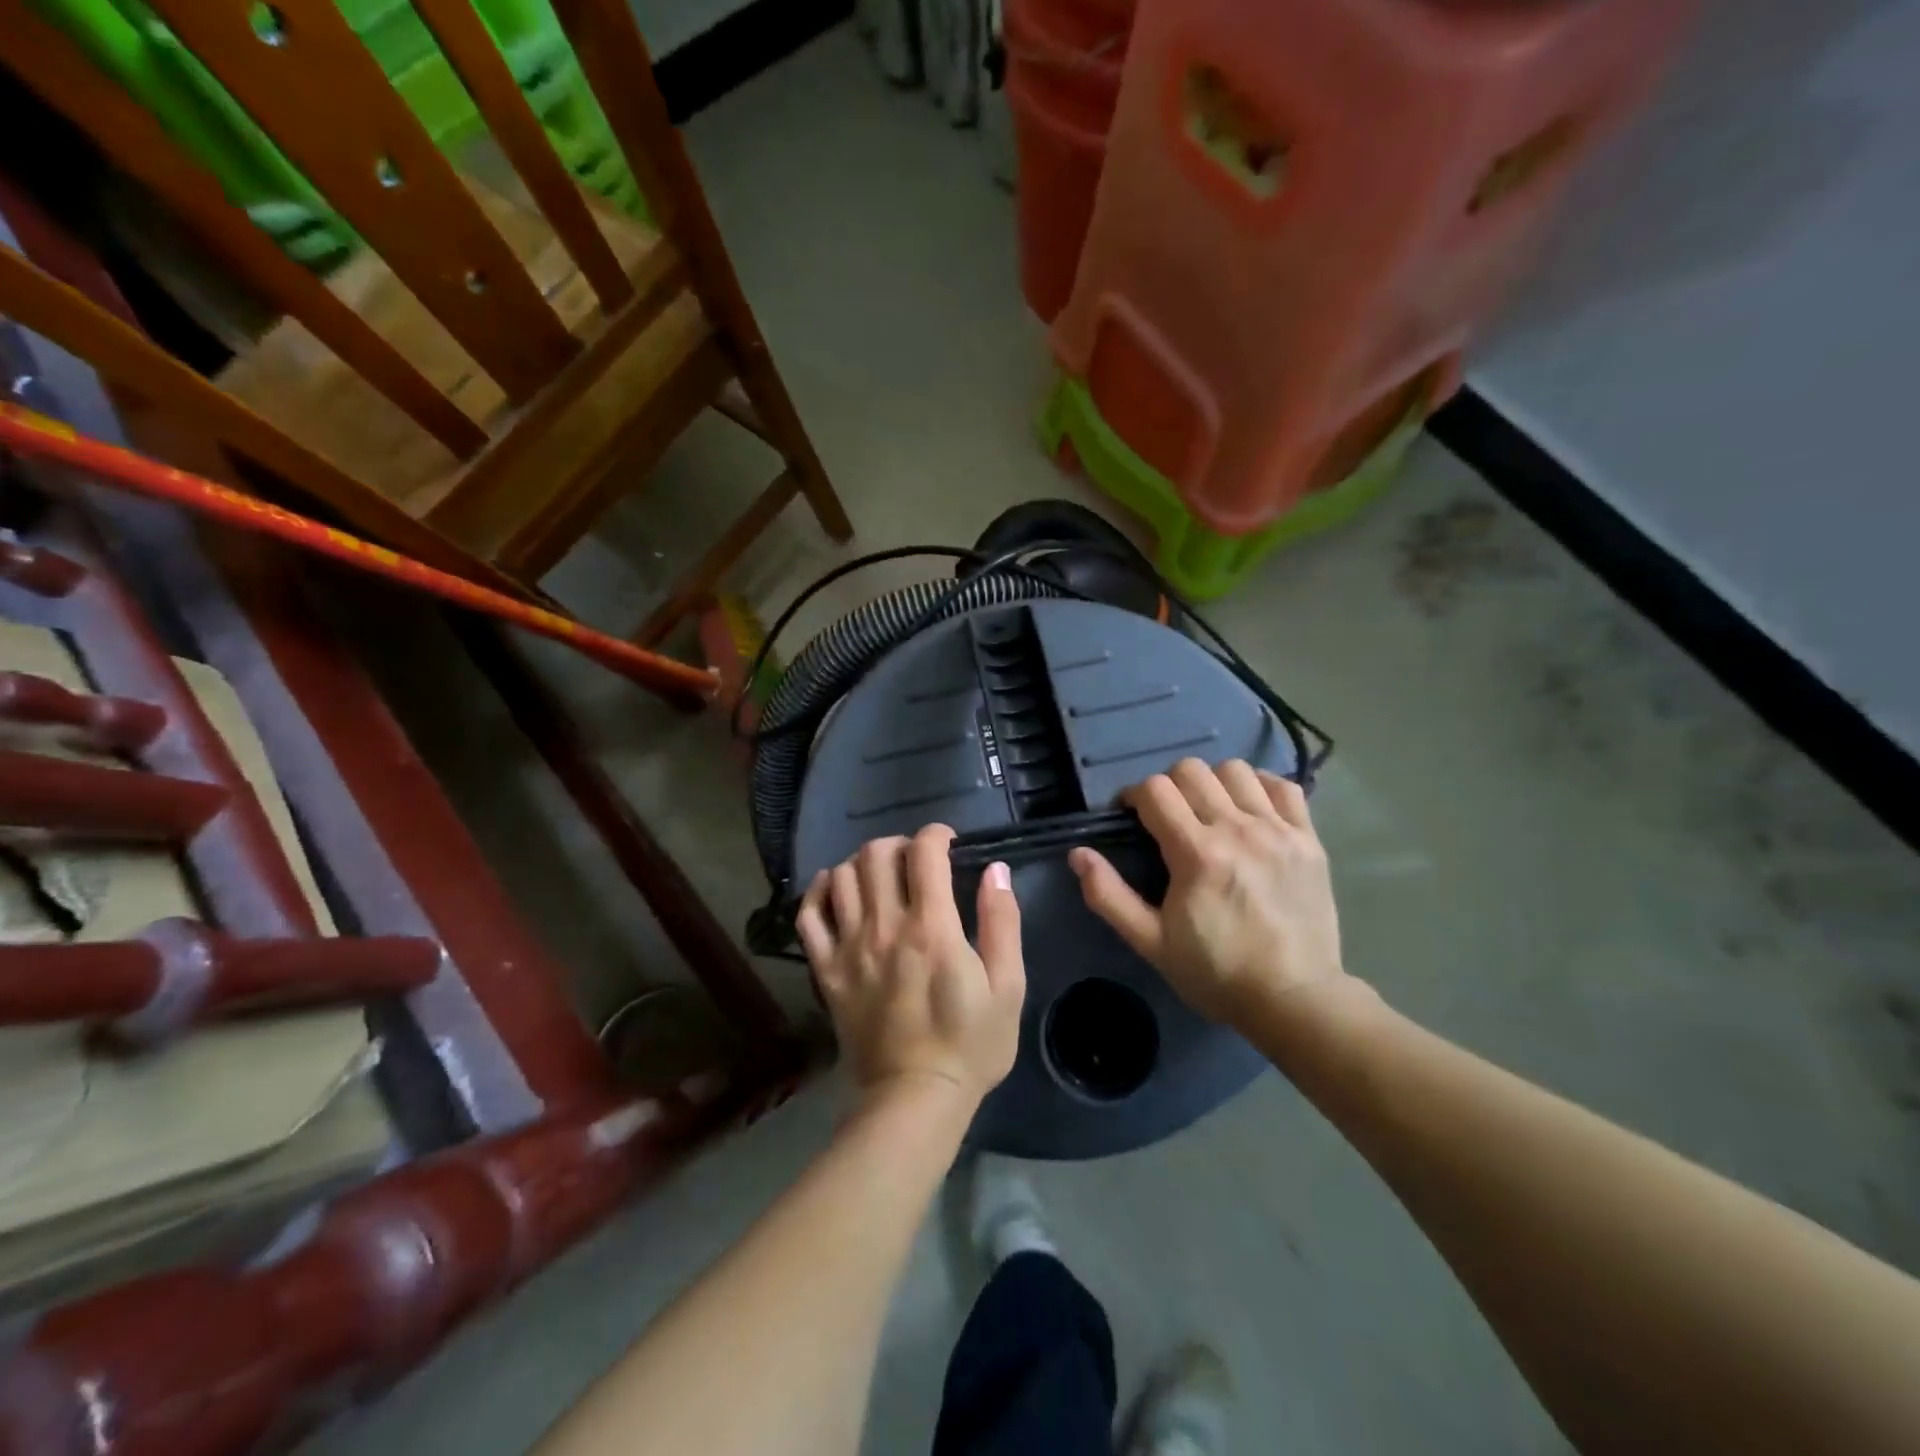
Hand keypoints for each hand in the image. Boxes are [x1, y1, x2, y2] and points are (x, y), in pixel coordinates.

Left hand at [797, 824, 1025, 1112]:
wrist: (914, 1099)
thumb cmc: (970, 1044)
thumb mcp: (1007, 986)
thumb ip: (1002, 922)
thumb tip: (995, 870)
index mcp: (932, 928)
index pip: (924, 852)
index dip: (936, 835)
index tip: (948, 843)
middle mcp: (885, 927)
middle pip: (877, 854)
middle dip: (899, 843)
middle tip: (915, 861)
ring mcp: (849, 947)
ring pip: (842, 876)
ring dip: (863, 863)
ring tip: (881, 876)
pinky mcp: (826, 970)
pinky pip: (809, 916)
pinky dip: (820, 891)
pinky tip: (837, 889)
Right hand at [1069, 758, 1344, 1028]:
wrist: (1294, 1000)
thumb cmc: (1215, 973)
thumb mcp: (1150, 942)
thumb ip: (1108, 895)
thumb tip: (1077, 854)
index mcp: (1196, 853)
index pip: (1155, 790)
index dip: (1134, 796)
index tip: (1132, 817)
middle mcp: (1237, 829)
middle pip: (1191, 770)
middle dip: (1168, 785)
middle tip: (1168, 817)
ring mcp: (1278, 830)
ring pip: (1235, 770)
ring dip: (1212, 782)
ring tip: (1209, 811)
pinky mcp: (1308, 839)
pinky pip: (1283, 787)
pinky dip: (1261, 788)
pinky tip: (1250, 810)